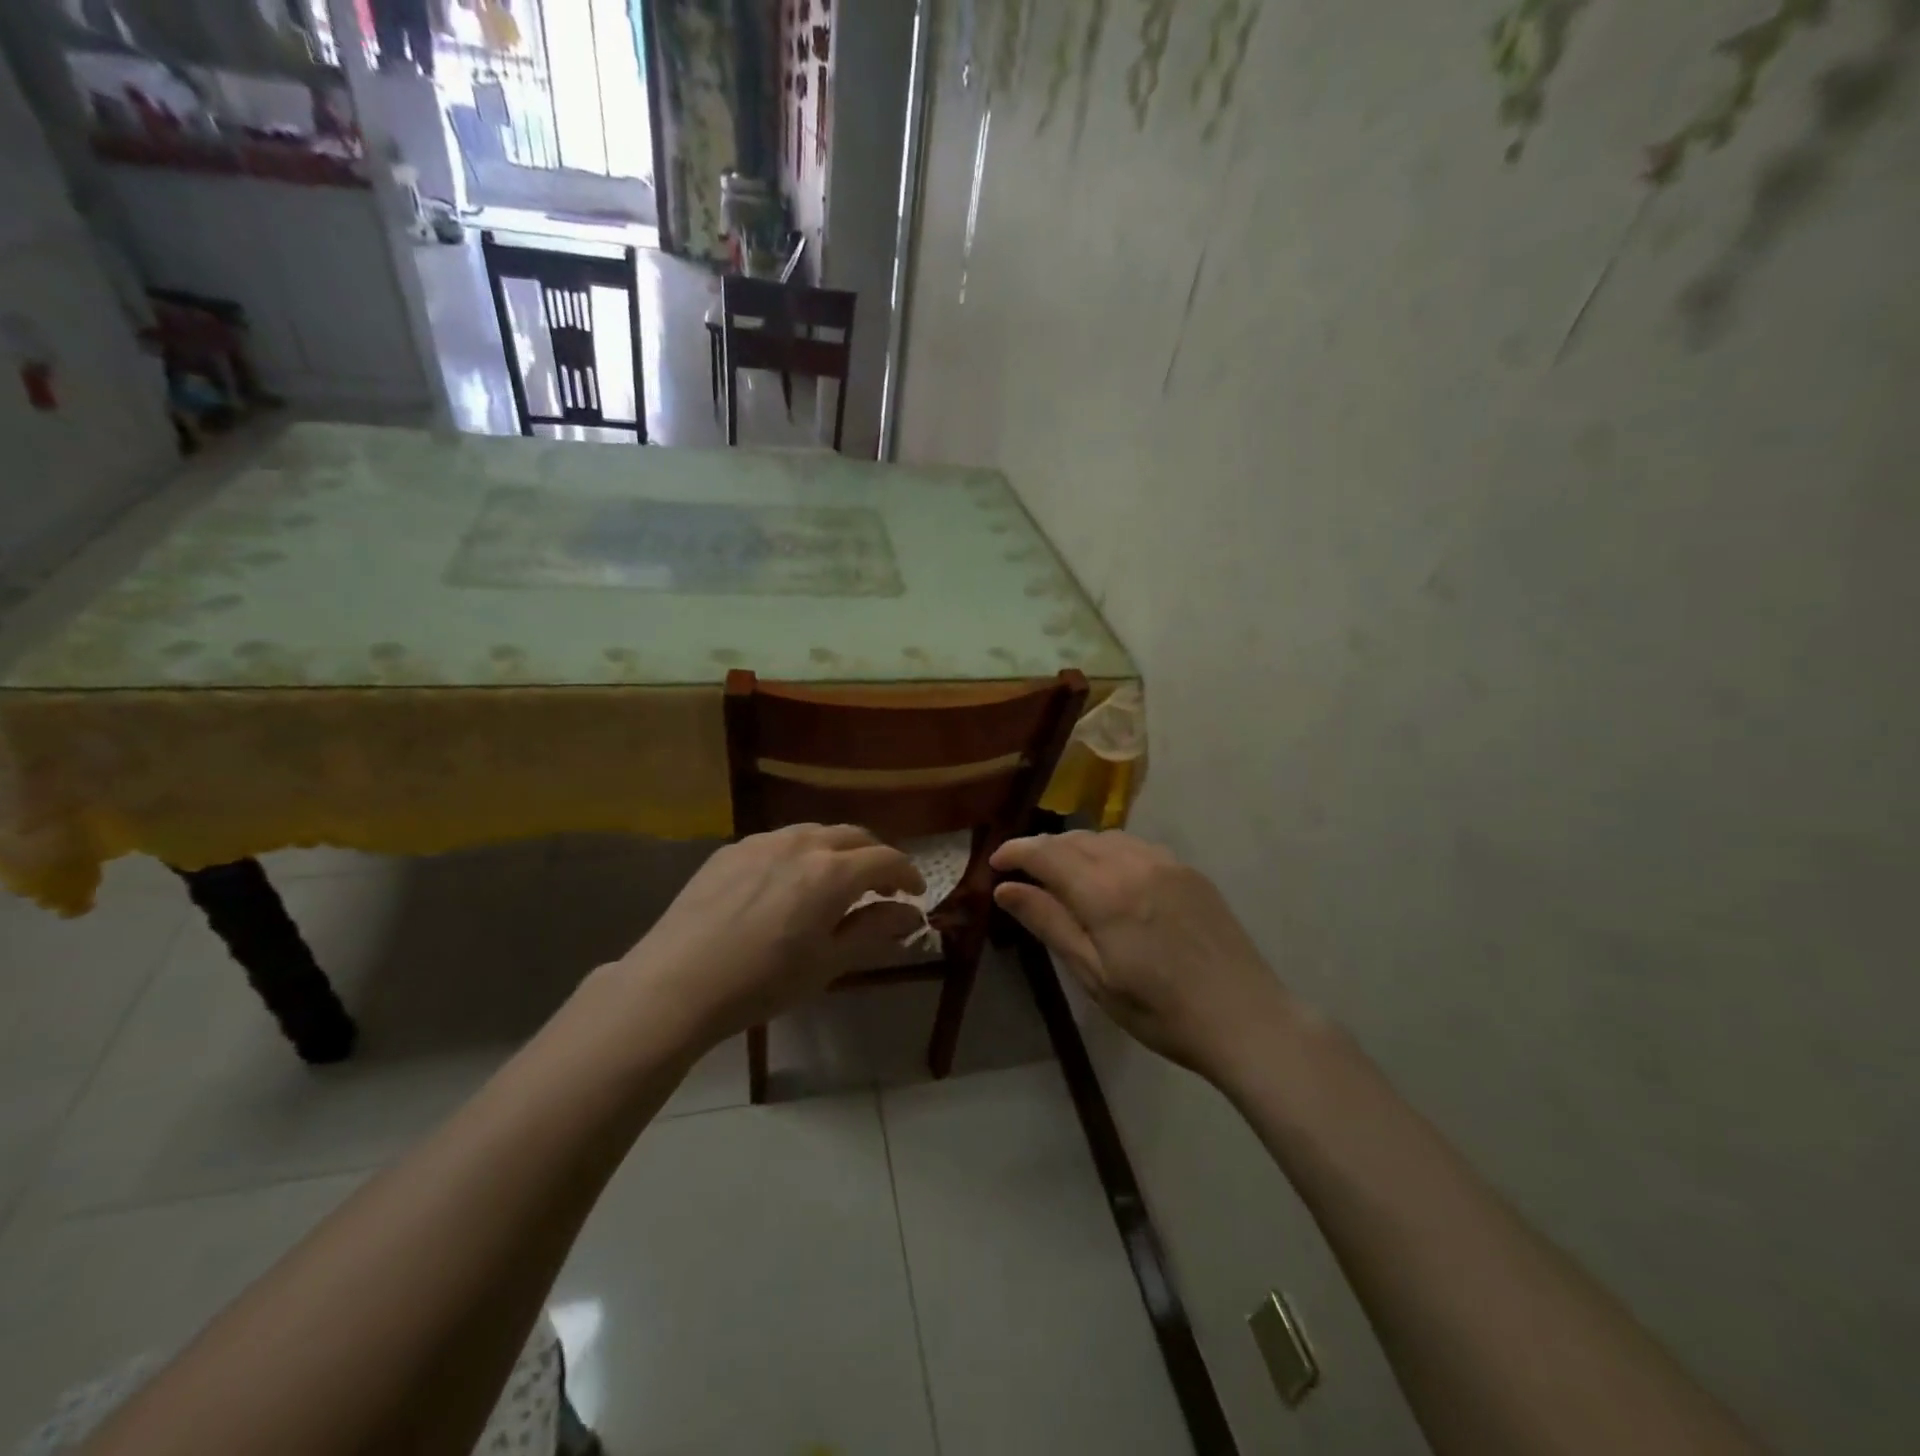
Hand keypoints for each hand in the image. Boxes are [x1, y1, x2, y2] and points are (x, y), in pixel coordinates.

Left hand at [612, 825, 923, 1045]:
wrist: (676, 983)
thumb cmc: (763, 982)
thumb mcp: (828, 963)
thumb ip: (874, 931)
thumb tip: (912, 914)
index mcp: (832, 872)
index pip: (886, 859)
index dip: (907, 874)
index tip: (915, 894)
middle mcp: (802, 844)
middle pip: (854, 836)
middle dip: (875, 858)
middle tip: (880, 888)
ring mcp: (762, 842)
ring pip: (815, 833)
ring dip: (837, 852)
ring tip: (835, 882)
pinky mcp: (731, 850)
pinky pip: (778, 842)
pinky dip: (799, 855)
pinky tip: (787, 885)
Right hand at [991, 831, 1293, 1078]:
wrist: (1245, 1019)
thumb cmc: (1160, 1010)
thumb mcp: (1094, 975)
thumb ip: (1049, 923)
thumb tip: (1005, 888)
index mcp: (1105, 892)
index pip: (1047, 853)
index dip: (1016, 851)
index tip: (995, 863)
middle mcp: (1134, 863)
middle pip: (1076, 839)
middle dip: (1044, 849)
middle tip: (1024, 873)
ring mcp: (1167, 863)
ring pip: (1108, 838)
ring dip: (1077, 847)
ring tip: (1063, 874)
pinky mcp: (1190, 871)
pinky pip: (1138, 846)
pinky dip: (1111, 852)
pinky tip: (1111, 878)